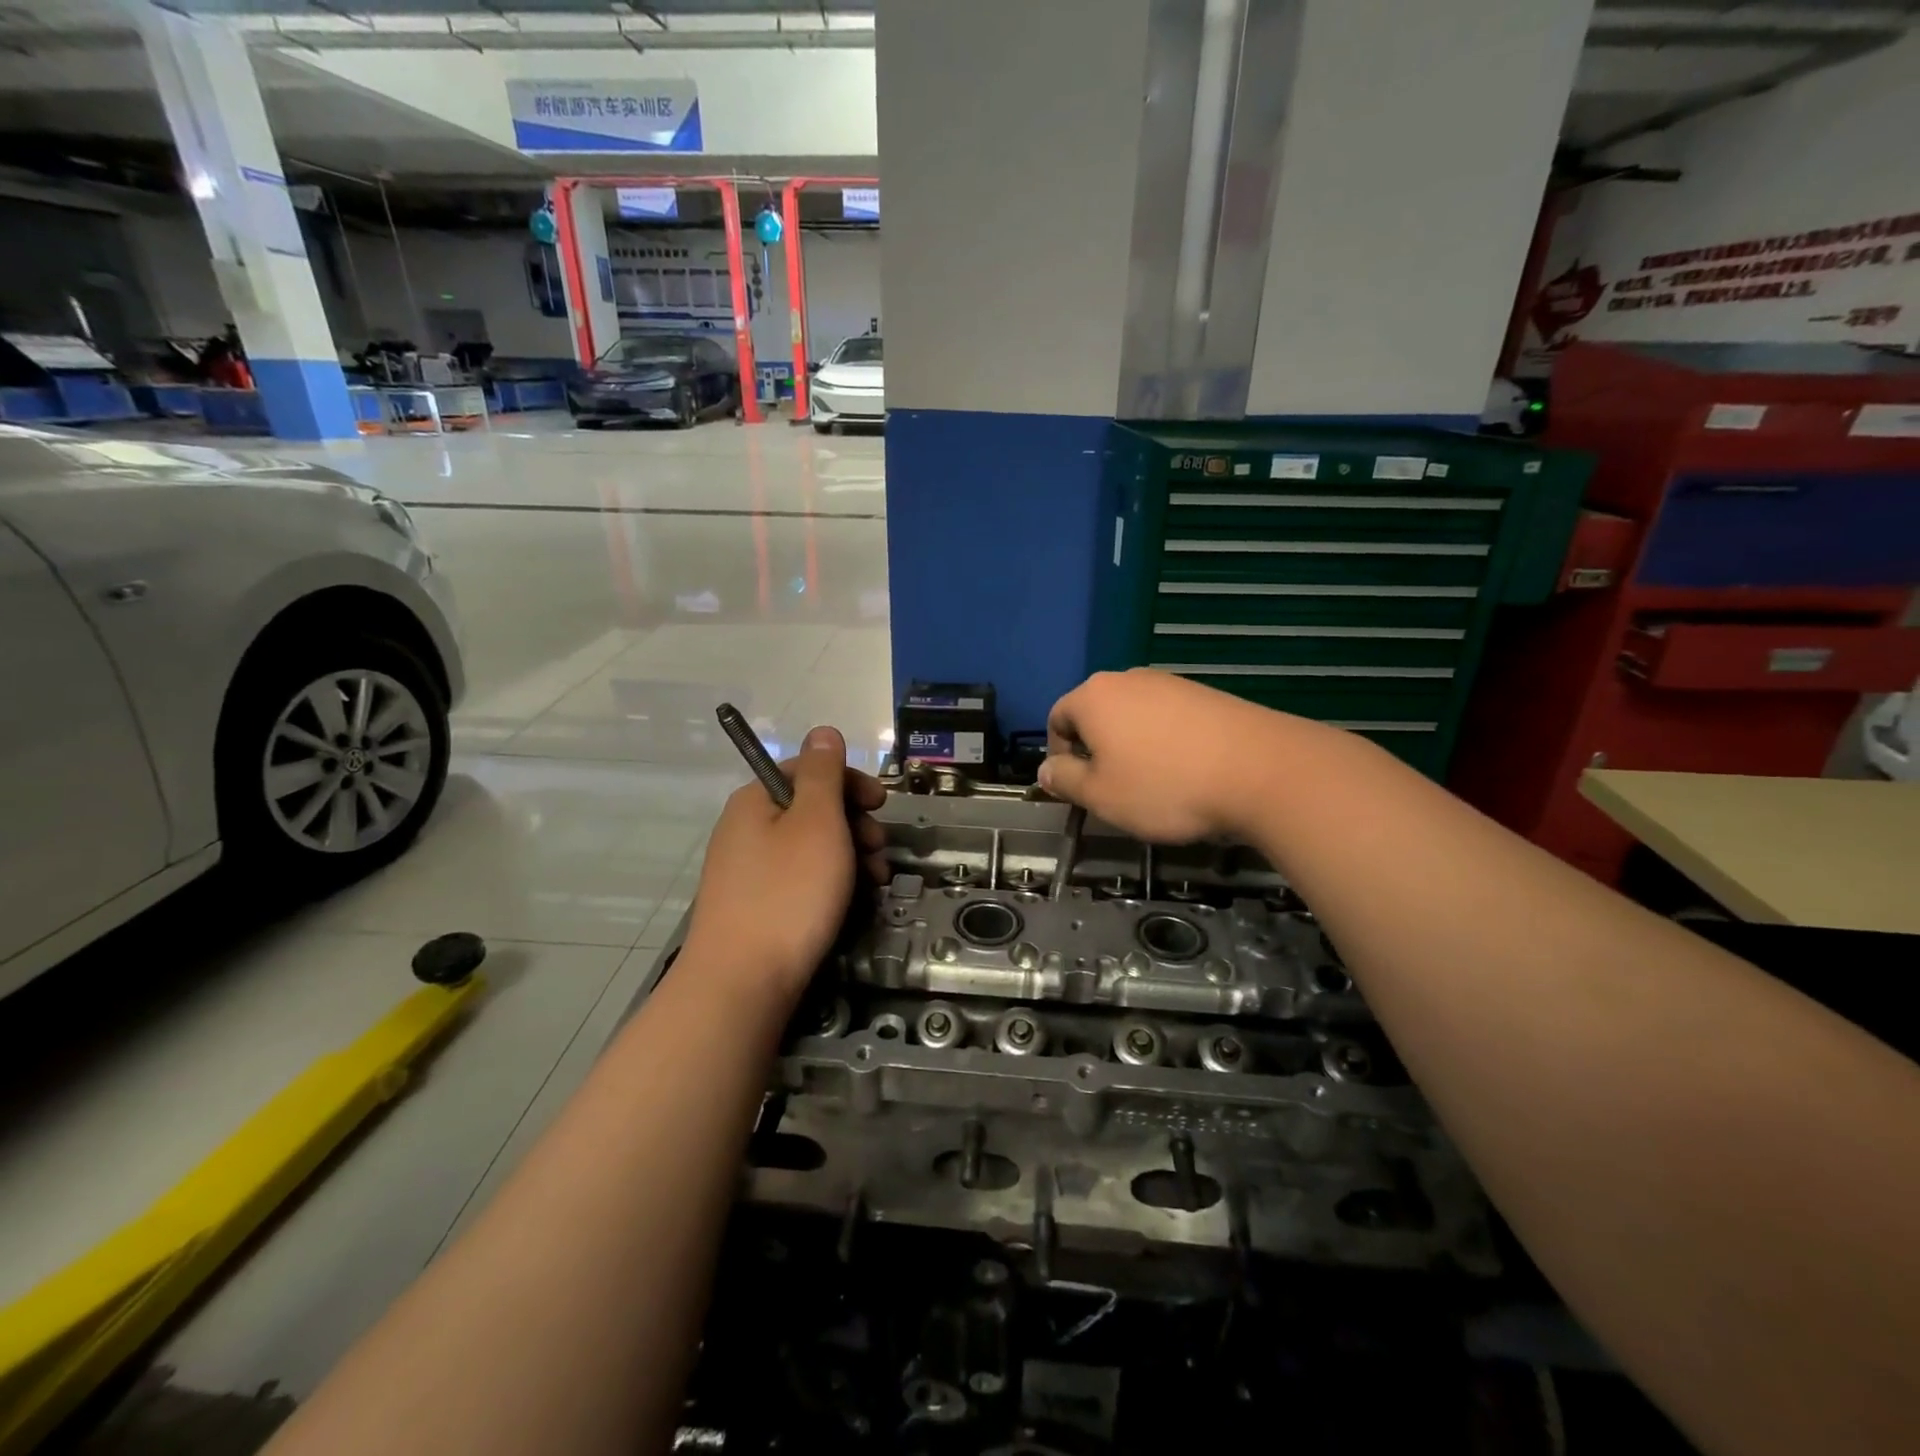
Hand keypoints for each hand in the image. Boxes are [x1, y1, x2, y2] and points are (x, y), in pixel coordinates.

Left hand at [683, 725, 888, 1000]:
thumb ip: (823, 773)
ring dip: (849, 856)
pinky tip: (851, 904)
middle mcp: (746, 830)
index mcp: (756, 801)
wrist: (742, 984)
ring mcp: (748, 871)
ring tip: (874, 883)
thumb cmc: (788, 894)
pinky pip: (800, 880)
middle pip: (812, 810)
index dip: (850, 782)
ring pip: (811, 848)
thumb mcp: (816, 823)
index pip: (809, 771)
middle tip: (878, 851)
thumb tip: (823, 731)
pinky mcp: (756, 907)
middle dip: (854, 824)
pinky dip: (830, 884)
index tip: (882, 804)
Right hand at [1040, 669, 1312, 842]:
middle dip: (1096, 750)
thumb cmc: (1164, 786)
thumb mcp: (1101, 796)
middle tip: (1112, 788)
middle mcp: (1128, 679)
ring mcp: (1171, 683)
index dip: (1059, 756)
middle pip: (1096, 713)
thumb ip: (1065, 780)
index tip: (1078, 788)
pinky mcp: (1206, 694)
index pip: (1057, 718)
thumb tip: (1045, 769)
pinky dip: (1165, 742)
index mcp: (1093, 696)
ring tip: (1153, 783)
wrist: (1261, 771)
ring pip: (1133, 716)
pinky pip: (1168, 718)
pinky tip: (1186, 771)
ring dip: (1131, 747)